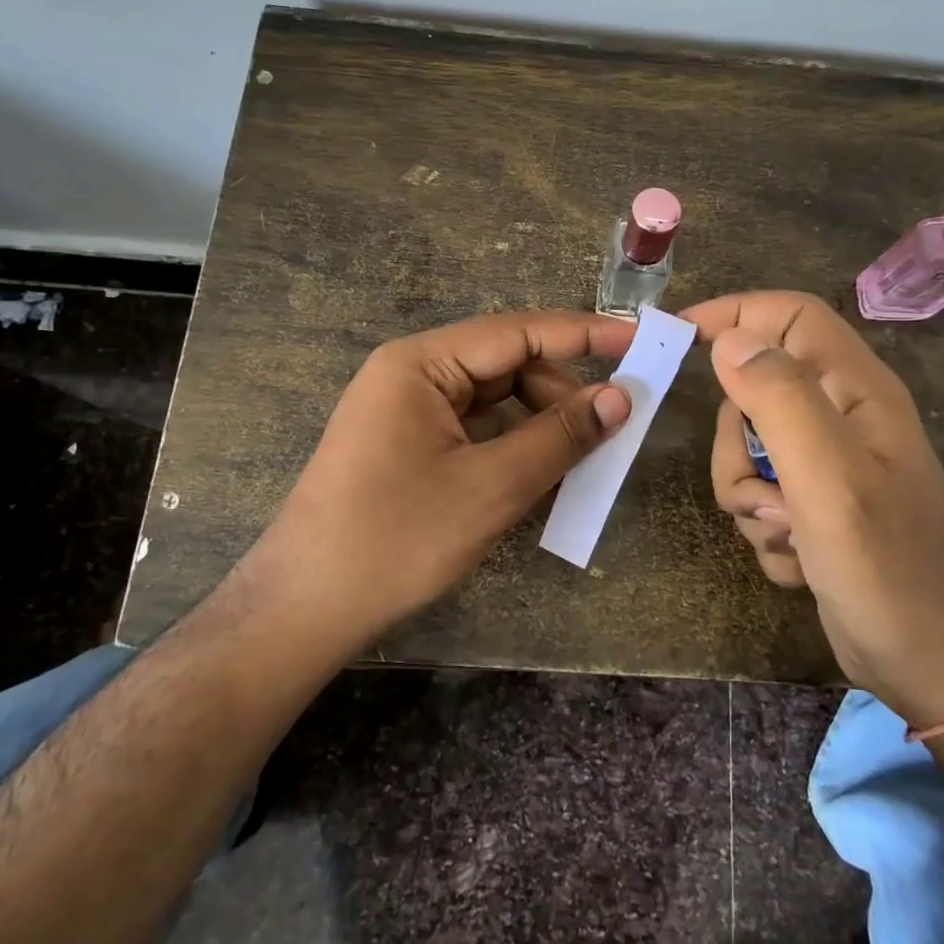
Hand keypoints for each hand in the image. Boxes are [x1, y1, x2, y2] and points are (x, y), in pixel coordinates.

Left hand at [238, 310, 633, 646]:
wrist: (303, 611)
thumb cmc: (396, 540)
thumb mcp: (491, 487)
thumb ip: (559, 436)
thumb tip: (620, 398)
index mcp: (421, 363)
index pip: (518, 332)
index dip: (584, 335)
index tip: (640, 340)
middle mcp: (412, 375)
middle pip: (507, 366)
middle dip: (560, 393)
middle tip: (611, 429)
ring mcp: (406, 412)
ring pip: (494, 401)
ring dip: (540, 425)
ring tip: (580, 461)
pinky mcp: (407, 446)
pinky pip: (475, 431)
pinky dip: (512, 447)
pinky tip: (540, 476)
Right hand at [682, 291, 943, 725]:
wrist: (932, 667)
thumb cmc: (889, 568)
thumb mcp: (831, 479)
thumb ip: (780, 400)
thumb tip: (729, 340)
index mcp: (855, 390)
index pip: (789, 315)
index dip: (735, 312)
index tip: (678, 336)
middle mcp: (840, 418)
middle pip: (752, 391)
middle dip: (736, 443)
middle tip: (762, 488)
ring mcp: (825, 465)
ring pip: (745, 451)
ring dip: (749, 496)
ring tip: (788, 531)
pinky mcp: (813, 506)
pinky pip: (757, 496)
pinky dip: (765, 529)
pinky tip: (802, 559)